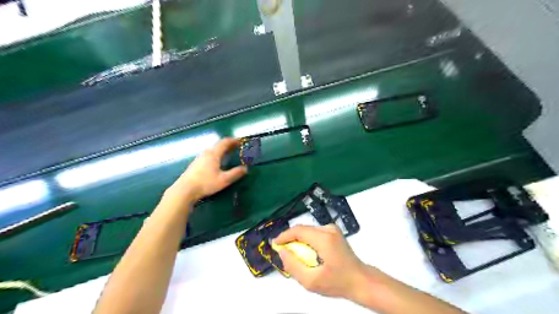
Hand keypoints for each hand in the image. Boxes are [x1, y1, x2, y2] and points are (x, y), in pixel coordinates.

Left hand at [167, 139, 247, 202]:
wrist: (185, 190)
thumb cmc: (206, 183)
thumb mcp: (224, 180)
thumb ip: (235, 173)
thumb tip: (245, 168)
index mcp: (214, 154)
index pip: (225, 142)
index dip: (233, 141)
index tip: (241, 141)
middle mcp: (206, 153)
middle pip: (218, 145)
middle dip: (229, 145)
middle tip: (237, 147)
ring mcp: (199, 157)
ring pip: (213, 149)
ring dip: (222, 149)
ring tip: (228, 153)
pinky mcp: (195, 163)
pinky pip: (208, 154)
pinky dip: (216, 154)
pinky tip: (217, 162)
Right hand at [273, 225, 369, 299]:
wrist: (361, 280)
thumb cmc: (338, 282)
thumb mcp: (312, 282)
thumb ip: (293, 266)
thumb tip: (282, 252)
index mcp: (324, 238)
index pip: (298, 231)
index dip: (284, 236)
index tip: (274, 244)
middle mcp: (328, 229)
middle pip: (302, 229)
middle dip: (290, 239)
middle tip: (283, 252)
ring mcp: (332, 229)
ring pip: (307, 231)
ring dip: (298, 241)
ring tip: (295, 255)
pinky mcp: (334, 232)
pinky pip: (314, 233)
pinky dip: (307, 241)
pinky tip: (307, 253)